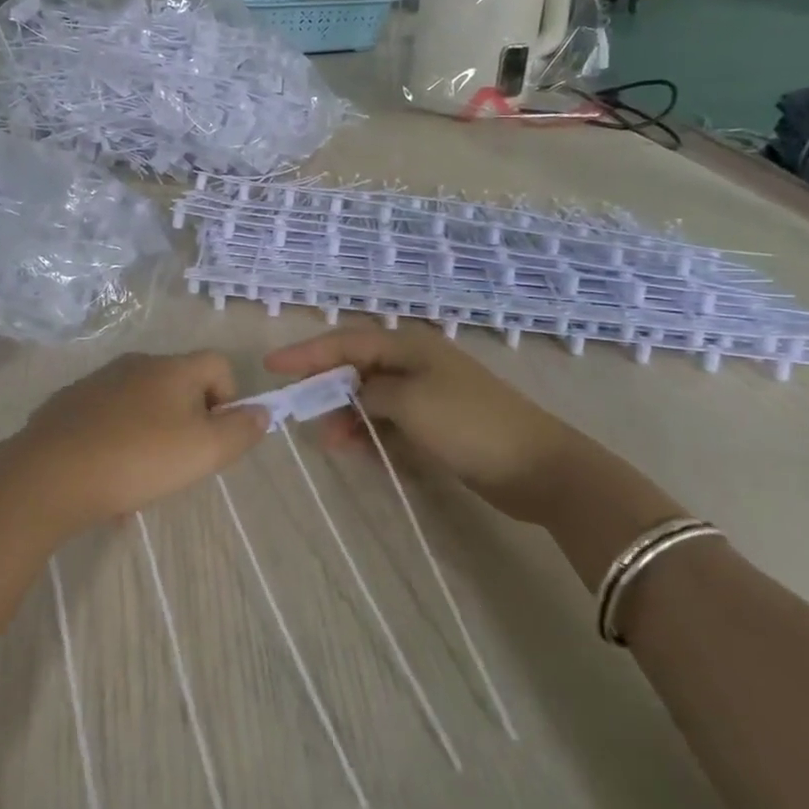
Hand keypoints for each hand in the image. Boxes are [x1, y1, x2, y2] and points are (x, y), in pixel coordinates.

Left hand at [3, 351, 268, 532]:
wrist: (50, 474)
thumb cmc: (138, 459)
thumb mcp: (204, 451)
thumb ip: (240, 431)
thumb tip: (260, 412)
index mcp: (172, 368)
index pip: (218, 363)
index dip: (229, 397)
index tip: (215, 436)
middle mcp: (136, 364)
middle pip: (179, 384)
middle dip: (188, 420)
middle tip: (180, 462)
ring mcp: (98, 381)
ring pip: (141, 403)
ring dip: (151, 433)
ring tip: (140, 478)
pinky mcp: (69, 404)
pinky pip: (107, 418)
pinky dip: (117, 440)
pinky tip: (106, 477)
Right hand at [265, 322, 582, 516]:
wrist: (537, 466)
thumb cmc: (468, 423)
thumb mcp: (409, 402)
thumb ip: (369, 394)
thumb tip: (351, 396)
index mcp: (408, 346)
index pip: (345, 342)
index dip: (307, 353)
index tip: (271, 365)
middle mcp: (414, 362)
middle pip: (356, 368)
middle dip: (326, 387)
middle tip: (299, 410)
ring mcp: (427, 393)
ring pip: (372, 398)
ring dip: (348, 416)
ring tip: (330, 442)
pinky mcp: (437, 423)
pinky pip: (390, 421)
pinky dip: (372, 433)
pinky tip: (358, 450)